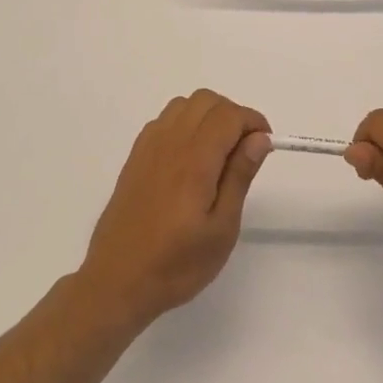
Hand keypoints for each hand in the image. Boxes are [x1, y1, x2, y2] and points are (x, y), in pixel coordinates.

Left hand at [78, 90, 271, 329]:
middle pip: (206, 100)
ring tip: (218, 154)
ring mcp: (148, 148)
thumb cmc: (177, 264)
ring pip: (183, 105)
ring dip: (207, 117)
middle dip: (233, 115)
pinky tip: (190, 159)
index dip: (253, 122)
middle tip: (244, 151)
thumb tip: (259, 138)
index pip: (229, 115)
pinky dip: (185, 125)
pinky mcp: (135, 158)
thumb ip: (239, 176)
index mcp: (194, 160)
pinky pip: (164, 121)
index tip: (265, 146)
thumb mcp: (221, 228)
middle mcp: (169, 144)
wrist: (117, 281)